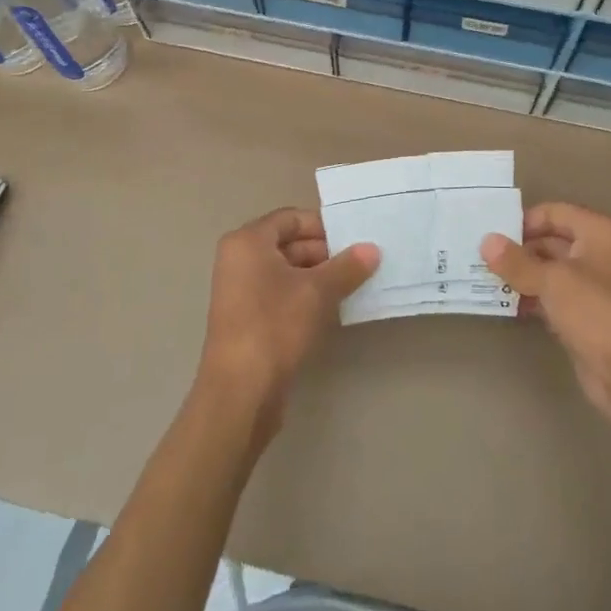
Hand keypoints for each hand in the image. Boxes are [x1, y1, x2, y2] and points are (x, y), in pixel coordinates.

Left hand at [197, 207, 379, 446]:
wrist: (240, 392)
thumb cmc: (275, 326)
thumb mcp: (317, 292)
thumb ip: (347, 267)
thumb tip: (372, 249)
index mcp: (248, 242)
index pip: (291, 218)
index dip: (324, 226)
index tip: (354, 239)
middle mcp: (239, 260)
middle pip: (288, 243)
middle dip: (324, 253)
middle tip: (360, 264)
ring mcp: (240, 291)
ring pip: (286, 271)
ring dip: (318, 277)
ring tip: (352, 286)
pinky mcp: (246, 319)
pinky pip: (280, 294)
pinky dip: (304, 297)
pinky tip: (331, 309)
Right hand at [482, 203, 610, 440]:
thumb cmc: (598, 312)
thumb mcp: (553, 281)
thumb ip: (517, 261)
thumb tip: (486, 241)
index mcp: (600, 233)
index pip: (555, 212)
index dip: (524, 221)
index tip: (492, 234)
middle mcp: (600, 254)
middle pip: (552, 241)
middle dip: (519, 250)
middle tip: (481, 256)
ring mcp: (594, 288)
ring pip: (551, 272)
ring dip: (522, 276)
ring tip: (485, 278)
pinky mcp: (587, 318)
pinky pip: (554, 298)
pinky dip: (532, 298)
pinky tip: (505, 304)